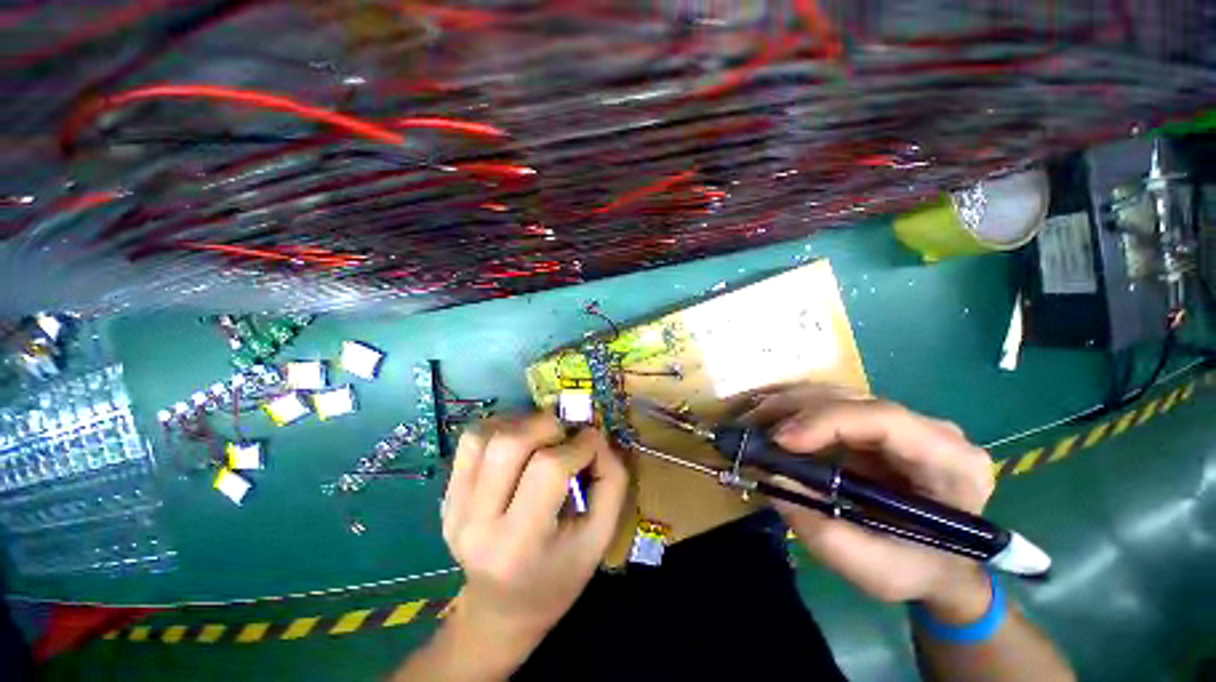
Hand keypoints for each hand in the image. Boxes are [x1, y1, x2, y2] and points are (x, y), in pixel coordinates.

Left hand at [441, 414, 628, 664]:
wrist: (502, 608)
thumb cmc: (559, 575)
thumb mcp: (600, 536)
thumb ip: (610, 481)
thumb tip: (595, 436)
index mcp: (519, 545)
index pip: (548, 469)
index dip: (578, 445)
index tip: (592, 440)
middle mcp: (477, 524)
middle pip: (509, 444)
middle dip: (547, 425)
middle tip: (566, 433)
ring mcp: (454, 508)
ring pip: (484, 435)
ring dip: (521, 423)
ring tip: (542, 434)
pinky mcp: (446, 496)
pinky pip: (470, 441)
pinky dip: (500, 427)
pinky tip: (519, 440)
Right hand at [746, 385, 995, 621]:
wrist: (940, 566)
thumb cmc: (917, 570)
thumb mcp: (874, 568)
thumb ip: (823, 529)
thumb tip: (771, 478)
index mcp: (950, 461)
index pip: (884, 419)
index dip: (825, 421)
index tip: (779, 440)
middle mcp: (926, 428)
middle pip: (851, 399)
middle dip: (793, 410)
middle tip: (749, 429)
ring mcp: (897, 422)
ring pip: (833, 394)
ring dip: (785, 405)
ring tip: (750, 423)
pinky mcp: (870, 424)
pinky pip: (825, 404)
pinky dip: (789, 409)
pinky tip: (764, 418)